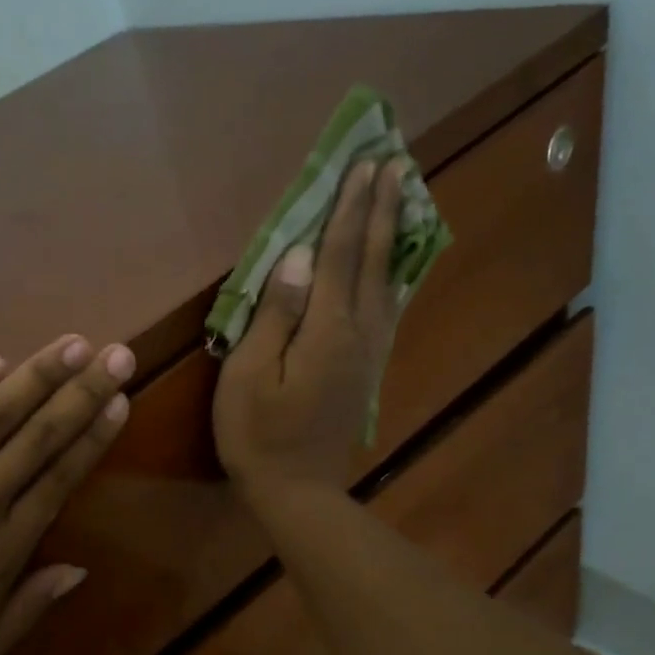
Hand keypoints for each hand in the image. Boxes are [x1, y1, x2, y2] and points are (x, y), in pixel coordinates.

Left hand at [0, 335, 133, 654]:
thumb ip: (30, 608)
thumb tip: (79, 569)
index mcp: (4, 548)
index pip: (60, 478)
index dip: (93, 437)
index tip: (119, 402)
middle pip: (39, 436)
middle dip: (83, 392)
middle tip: (116, 354)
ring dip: (37, 376)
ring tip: (72, 345)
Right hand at [213, 157, 405, 507]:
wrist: (296, 491)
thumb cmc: (258, 434)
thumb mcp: (250, 374)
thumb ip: (276, 313)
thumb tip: (301, 256)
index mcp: (327, 329)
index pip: (342, 254)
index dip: (351, 208)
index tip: (364, 163)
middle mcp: (359, 333)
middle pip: (374, 261)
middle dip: (382, 210)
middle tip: (394, 163)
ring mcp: (369, 353)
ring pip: (389, 282)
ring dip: (394, 237)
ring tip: (404, 198)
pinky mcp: (367, 370)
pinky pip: (388, 309)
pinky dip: (393, 276)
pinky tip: (395, 266)